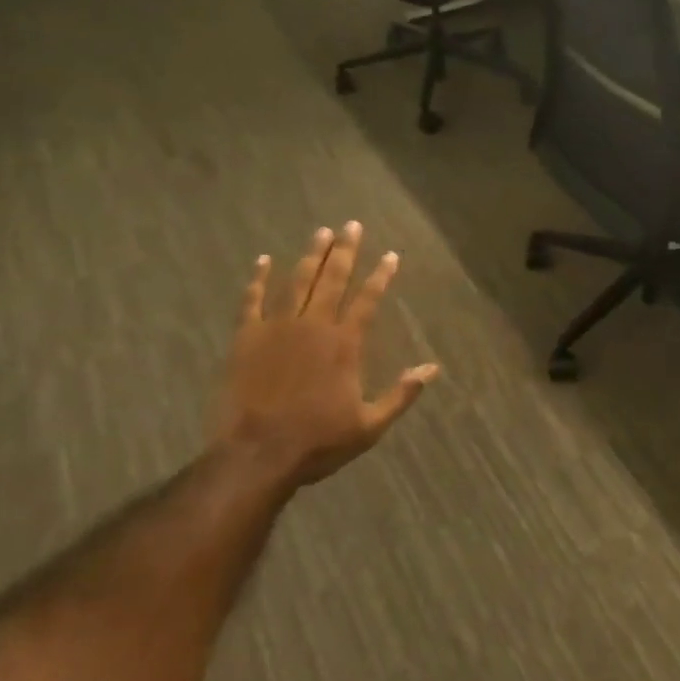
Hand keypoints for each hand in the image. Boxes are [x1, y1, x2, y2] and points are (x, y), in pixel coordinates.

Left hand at [210, 222, 438, 487]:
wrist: (256, 454)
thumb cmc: (317, 442)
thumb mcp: (370, 425)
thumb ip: (402, 394)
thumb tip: (432, 369)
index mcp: (345, 344)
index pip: (368, 299)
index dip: (381, 275)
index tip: (390, 255)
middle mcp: (314, 326)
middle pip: (333, 279)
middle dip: (345, 251)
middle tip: (352, 225)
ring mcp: (277, 329)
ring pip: (297, 282)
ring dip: (311, 255)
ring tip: (321, 232)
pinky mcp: (247, 338)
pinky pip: (252, 300)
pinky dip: (258, 279)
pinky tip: (264, 260)